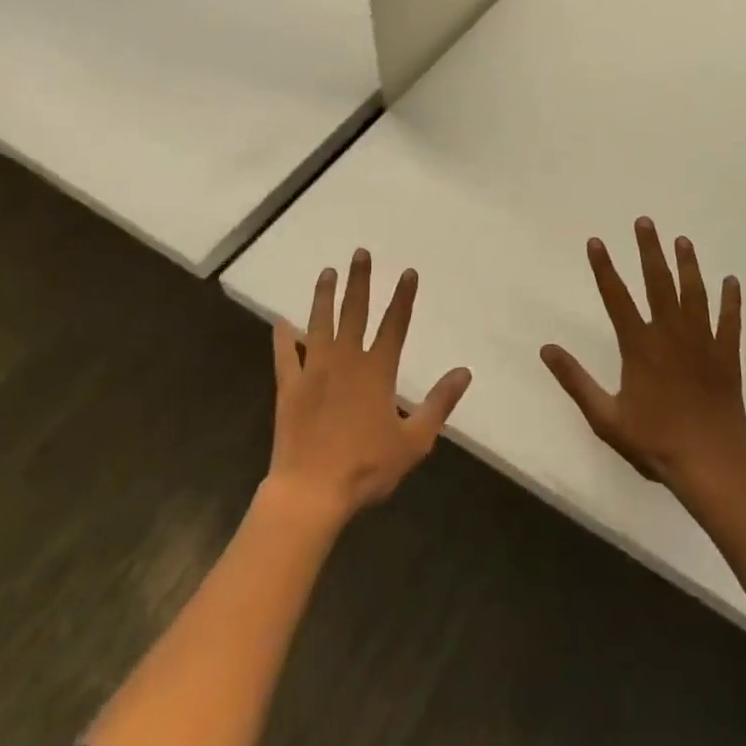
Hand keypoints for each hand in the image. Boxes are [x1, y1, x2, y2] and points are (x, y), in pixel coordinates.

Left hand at [266, 249, 471, 526]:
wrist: (311, 492)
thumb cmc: (366, 468)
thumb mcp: (414, 441)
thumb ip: (439, 404)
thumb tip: (464, 372)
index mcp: (377, 371)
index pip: (395, 325)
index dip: (403, 298)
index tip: (408, 272)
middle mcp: (345, 360)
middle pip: (355, 312)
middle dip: (360, 280)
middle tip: (360, 253)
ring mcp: (314, 370)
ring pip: (320, 323)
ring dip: (325, 296)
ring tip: (327, 272)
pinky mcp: (289, 387)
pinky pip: (285, 355)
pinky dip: (283, 337)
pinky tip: (281, 321)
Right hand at [540, 217, 745, 499]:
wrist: (711, 465)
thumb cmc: (655, 442)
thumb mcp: (605, 417)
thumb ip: (575, 380)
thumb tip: (546, 349)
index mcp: (640, 345)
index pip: (616, 297)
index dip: (604, 268)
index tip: (596, 241)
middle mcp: (670, 334)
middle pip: (659, 283)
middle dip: (650, 250)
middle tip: (645, 221)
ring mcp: (702, 342)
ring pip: (694, 294)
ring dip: (688, 265)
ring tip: (683, 240)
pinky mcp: (727, 356)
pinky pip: (730, 322)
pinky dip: (731, 301)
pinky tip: (732, 281)